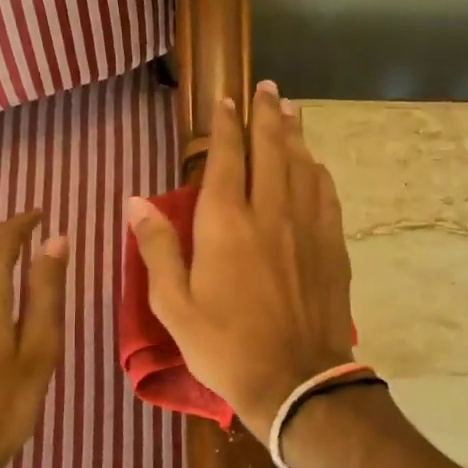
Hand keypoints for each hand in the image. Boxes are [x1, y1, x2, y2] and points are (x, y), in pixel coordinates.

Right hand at [126, 81, 355, 436]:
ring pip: (302, 166)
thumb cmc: (225, 346)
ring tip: (292, 110)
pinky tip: (315, 165)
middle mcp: (270, 212)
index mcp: (226, 223)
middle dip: (268, 114)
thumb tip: (136, 201)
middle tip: (269, 88)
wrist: (296, 379)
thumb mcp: (174, 305)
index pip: (226, 157)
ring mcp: (307, 227)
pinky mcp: (332, 245)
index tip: (226, 101)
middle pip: (271, 149)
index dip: (225, 125)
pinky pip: (325, 195)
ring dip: (296, 134)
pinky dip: (318, 172)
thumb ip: (157, 248)